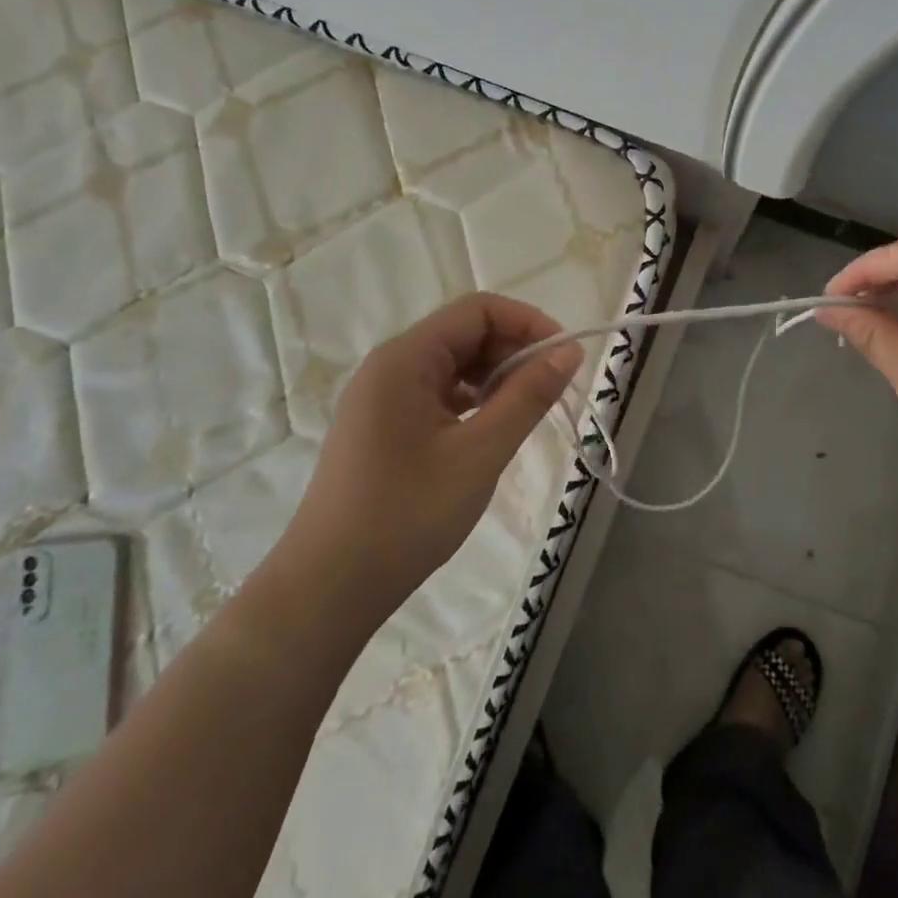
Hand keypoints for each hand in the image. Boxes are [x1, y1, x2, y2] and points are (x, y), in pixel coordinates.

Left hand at [279, 293, 582, 621]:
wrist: (329, 587)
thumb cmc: (407, 514)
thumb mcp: (480, 453)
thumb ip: (527, 396)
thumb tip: (569, 352)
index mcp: (405, 358)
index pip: (477, 310)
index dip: (527, 323)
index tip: (565, 358)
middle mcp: (389, 366)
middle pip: (464, 333)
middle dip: (514, 352)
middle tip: (552, 391)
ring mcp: (382, 397)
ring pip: (452, 365)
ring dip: (495, 378)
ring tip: (526, 413)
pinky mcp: (382, 426)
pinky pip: (436, 394)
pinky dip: (471, 401)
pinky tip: (490, 430)